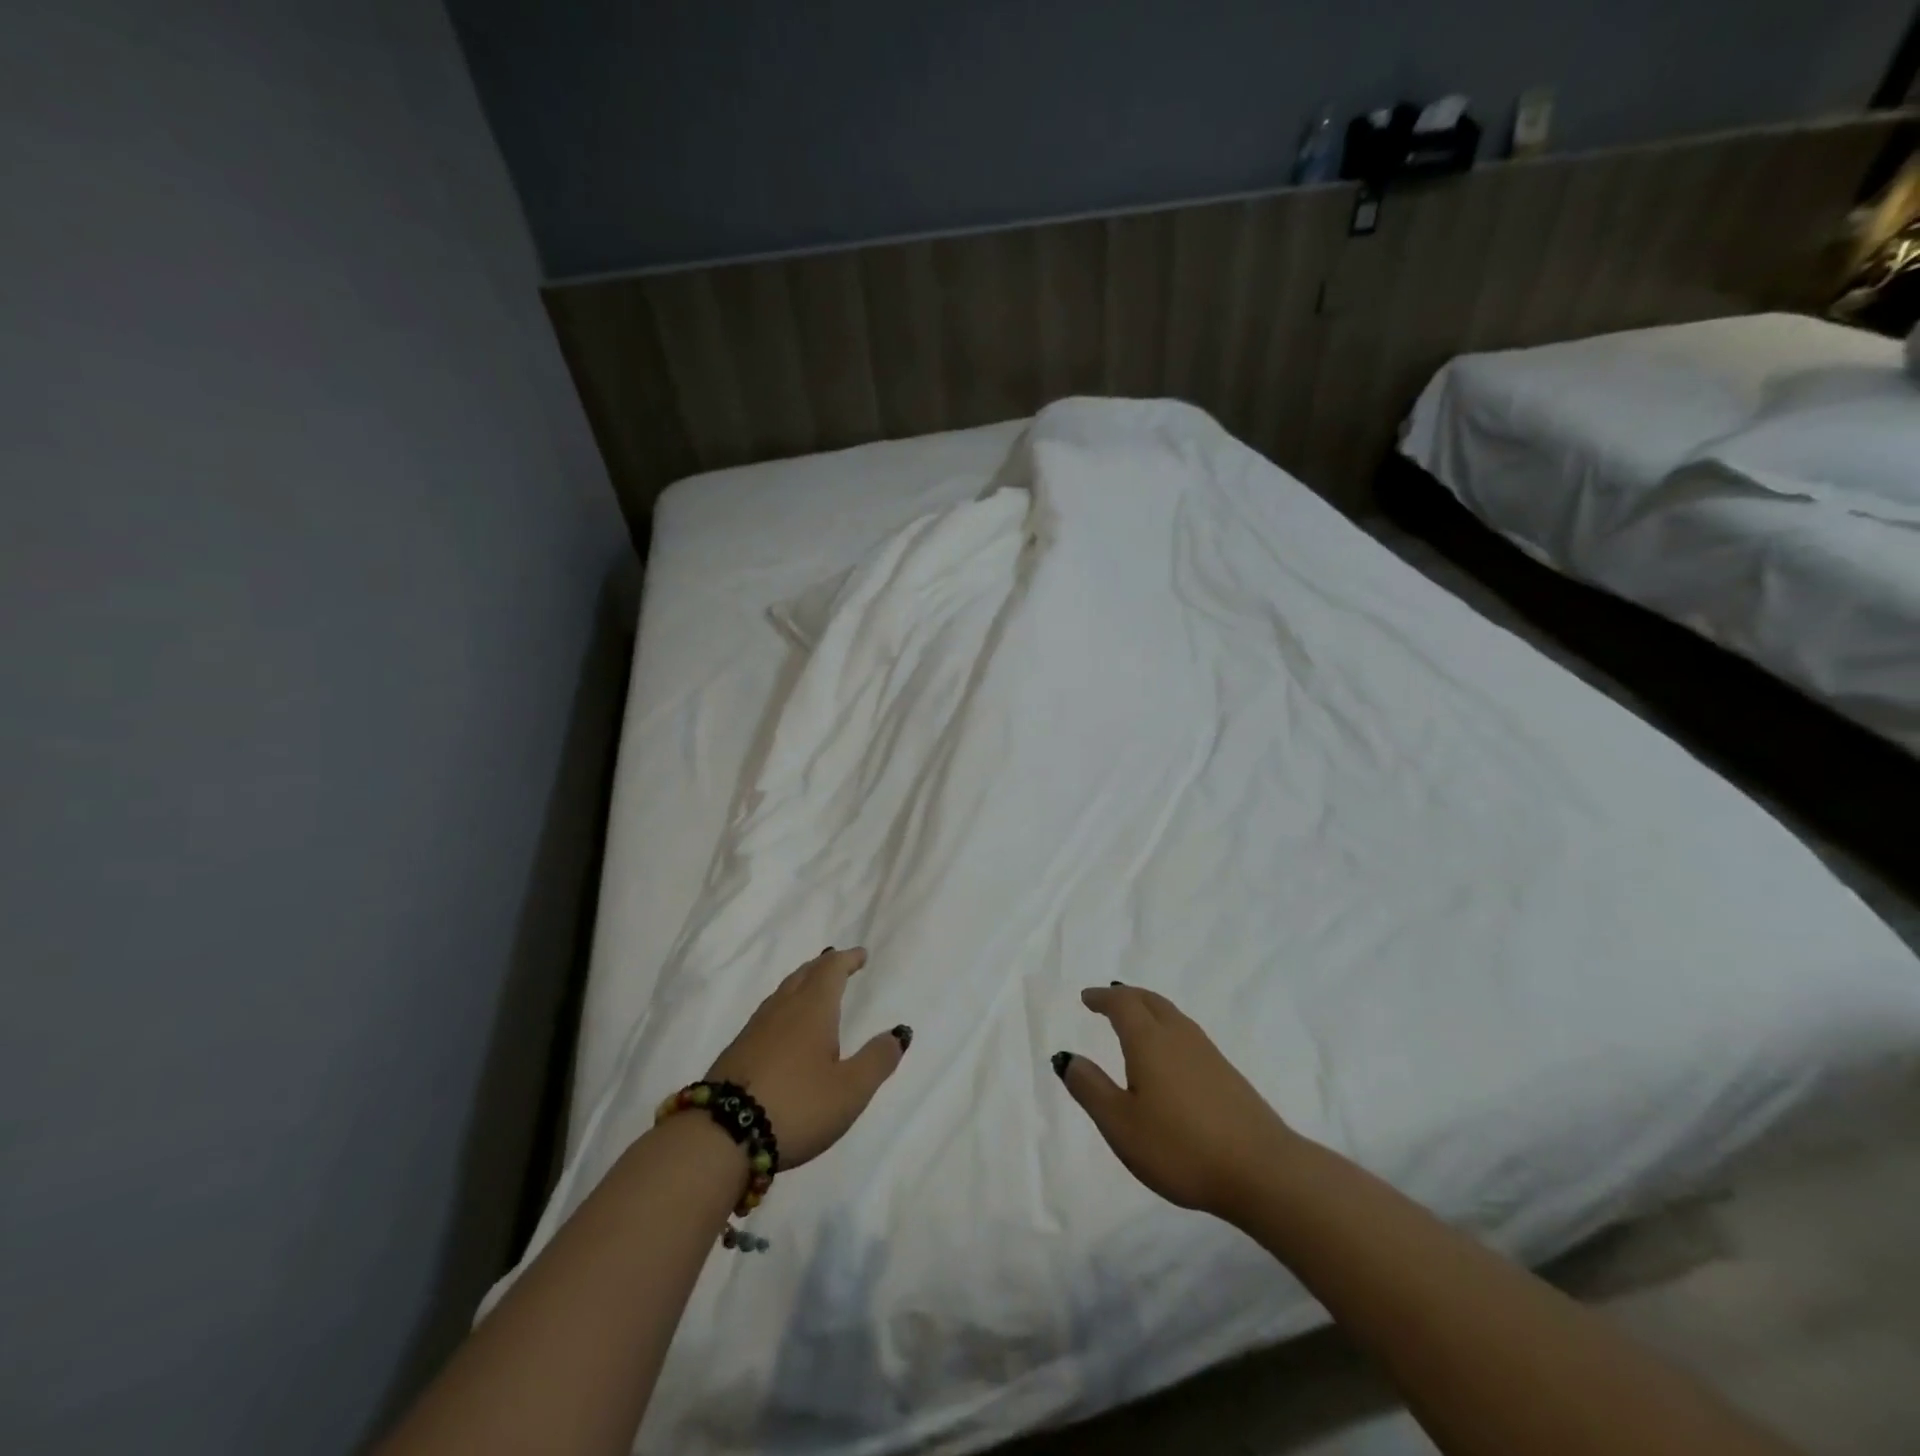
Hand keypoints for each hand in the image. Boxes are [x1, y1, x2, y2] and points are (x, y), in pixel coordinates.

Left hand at [705, 947, 908, 1169]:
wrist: (720, 1135)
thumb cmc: (797, 1106)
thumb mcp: (850, 1090)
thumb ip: (877, 1060)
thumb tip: (899, 1032)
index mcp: (813, 1009)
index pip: (831, 971)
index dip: (847, 959)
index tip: (860, 954)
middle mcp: (783, 1010)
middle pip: (804, 975)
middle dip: (823, 966)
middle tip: (837, 962)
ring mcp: (755, 1029)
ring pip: (782, 993)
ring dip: (801, 983)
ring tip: (812, 988)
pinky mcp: (737, 1051)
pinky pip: (768, 1014)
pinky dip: (784, 1007)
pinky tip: (783, 1027)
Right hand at [1055, 984, 1296, 1224]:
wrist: (1262, 1170)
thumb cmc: (1180, 1147)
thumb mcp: (1121, 1125)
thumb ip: (1091, 1089)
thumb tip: (1067, 1057)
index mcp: (1149, 1041)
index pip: (1122, 1004)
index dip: (1103, 997)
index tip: (1087, 997)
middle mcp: (1178, 1036)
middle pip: (1150, 1001)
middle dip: (1126, 996)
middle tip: (1108, 1000)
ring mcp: (1207, 1053)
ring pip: (1172, 1015)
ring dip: (1148, 1009)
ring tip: (1135, 1019)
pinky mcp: (1227, 1073)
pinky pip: (1187, 1034)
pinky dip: (1167, 1028)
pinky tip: (1169, 1054)